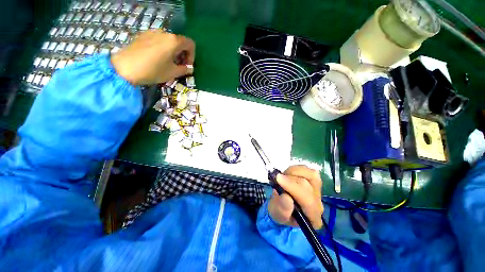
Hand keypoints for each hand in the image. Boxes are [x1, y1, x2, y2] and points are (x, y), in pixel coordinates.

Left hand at [111, 30, 194, 84]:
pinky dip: (162, 48)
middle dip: (182, 54)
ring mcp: (152, 32)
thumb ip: (184, 70)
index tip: (187, 65)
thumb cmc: (153, 70)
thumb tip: (189, 68)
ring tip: (167, 63)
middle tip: (179, 66)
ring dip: (172, 51)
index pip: (190, 44)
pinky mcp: (142, 35)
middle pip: (179, 42)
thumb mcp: (173, 73)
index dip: (192, 56)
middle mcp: (164, 33)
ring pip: (168, 41)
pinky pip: (158, 40)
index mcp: (173, 41)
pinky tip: (156, 58)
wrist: (125, 67)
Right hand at [268, 165, 323, 228]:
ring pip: (310, 174)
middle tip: (277, 180)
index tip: (278, 178)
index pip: (308, 201)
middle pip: (308, 186)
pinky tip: (289, 174)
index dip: (292, 187)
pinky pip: (307, 169)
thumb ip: (282, 208)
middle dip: (290, 180)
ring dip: (293, 172)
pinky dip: (296, 169)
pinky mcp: (314, 180)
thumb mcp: (277, 213)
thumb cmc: (279, 212)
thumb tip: (286, 196)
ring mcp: (318, 190)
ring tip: (283, 177)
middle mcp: (318, 203)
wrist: (282, 206)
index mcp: (312, 217)